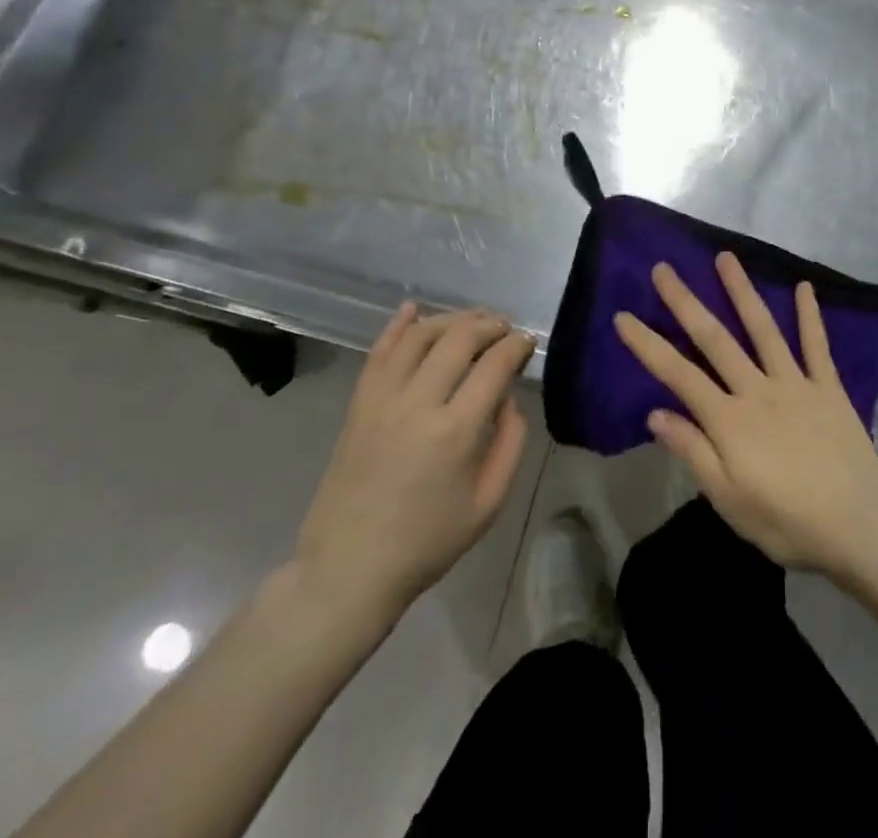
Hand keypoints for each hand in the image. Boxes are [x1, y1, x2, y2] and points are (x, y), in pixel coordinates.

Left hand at [288, 304, 533, 646]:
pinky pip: (379, 351)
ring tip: (472, 320)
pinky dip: (398, 325)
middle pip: (459, 338)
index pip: (495, 364)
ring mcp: (383, 399)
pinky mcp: (359, 404)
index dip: (516, 345)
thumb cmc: (428, 541)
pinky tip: (414, 309)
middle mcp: (419, 403)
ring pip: (420, 336)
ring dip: (451, 319)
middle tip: (505, 328)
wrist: (350, 568)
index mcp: (456, 430)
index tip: (528, 342)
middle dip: (489, 324)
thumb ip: (509, 442)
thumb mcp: (489, 502)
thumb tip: (506, 398)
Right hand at [614, 252, 877, 574]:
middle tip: (664, 268)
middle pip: (714, 339)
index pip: (678, 374)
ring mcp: (795, 383)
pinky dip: (810, 315)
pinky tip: (804, 287)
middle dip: (685, 302)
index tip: (624, 316)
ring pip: (763, 329)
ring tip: (725, 258)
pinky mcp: (828, 387)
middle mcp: (757, 389)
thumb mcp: (729, 499)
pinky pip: (817, 345)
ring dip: (741, 291)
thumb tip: (655, 414)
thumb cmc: (786, 521)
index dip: (648, 345)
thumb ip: (693, 451)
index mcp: (729, 419)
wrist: (859, 525)